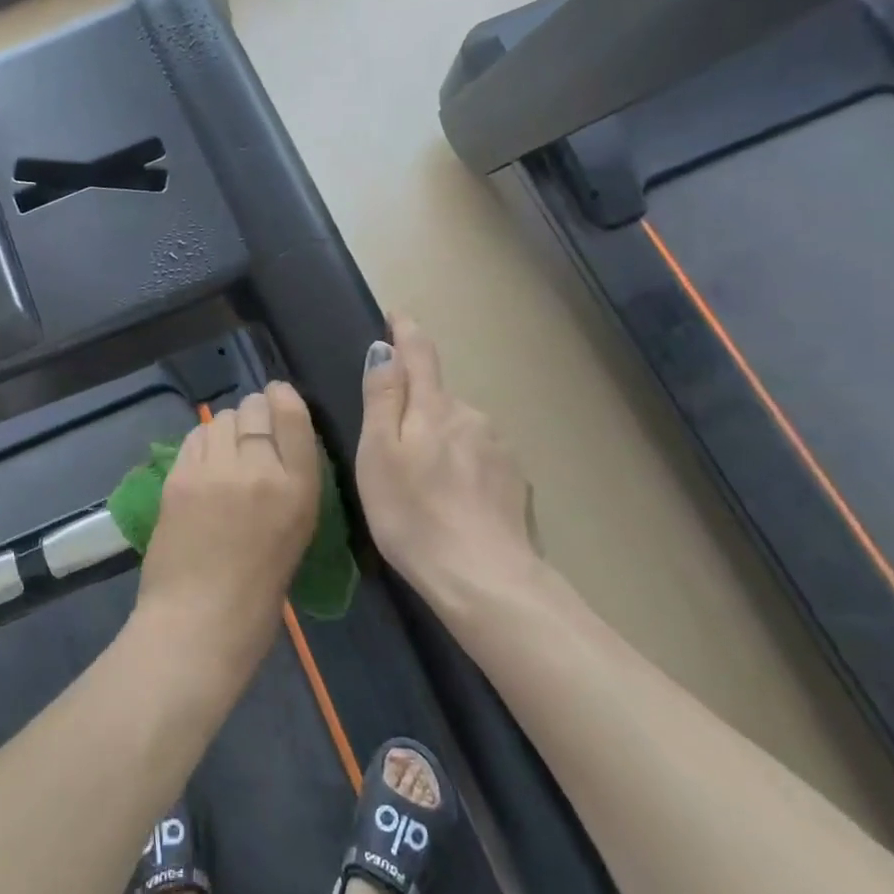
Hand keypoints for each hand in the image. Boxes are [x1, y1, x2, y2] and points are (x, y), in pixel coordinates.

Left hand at [133, 384, 320, 681]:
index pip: (293, 415)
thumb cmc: (258, 592)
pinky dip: (201, 443)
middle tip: (248, 435)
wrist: (199, 623)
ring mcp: (215, 471)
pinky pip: (193, 438)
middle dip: (253, 414)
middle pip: (253, 409)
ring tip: (224, 452)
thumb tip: (273, 445)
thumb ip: (290, 483)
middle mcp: (259, 470)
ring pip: (220, 419)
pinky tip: (202, 464)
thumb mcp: (296, 532)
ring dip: (225, 428)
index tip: (276, 395)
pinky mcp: (179, 477)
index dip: (282, 396)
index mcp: (299, 489)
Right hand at [356, 315, 538, 616]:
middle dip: (416, 405)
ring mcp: (499, 447)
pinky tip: (454, 501)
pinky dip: (462, 467)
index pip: (419, 353)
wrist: (484, 577)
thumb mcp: (378, 454)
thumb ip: (383, 398)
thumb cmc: (413, 514)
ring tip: (423, 483)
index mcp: (433, 406)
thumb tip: (385, 349)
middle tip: (392, 445)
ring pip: (460, 428)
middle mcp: (471, 415)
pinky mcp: (514, 480)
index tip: (396, 315)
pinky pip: (479, 457)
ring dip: (440, 439)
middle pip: (437, 396)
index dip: (405, 331)